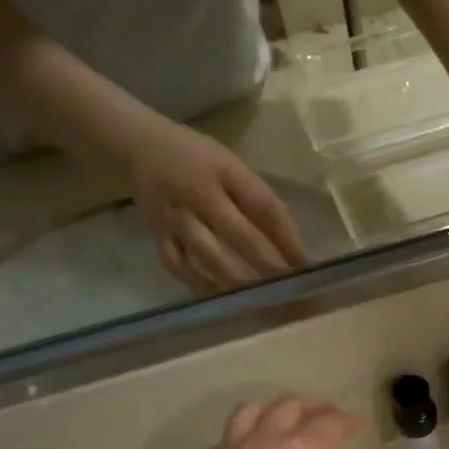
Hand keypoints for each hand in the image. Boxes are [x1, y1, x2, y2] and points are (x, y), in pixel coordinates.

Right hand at [126, 123, 310, 292]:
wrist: (140, 143)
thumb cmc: (198, 156)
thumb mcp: (232, 165)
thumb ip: (255, 198)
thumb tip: (287, 242)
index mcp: (226, 172)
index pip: (265, 207)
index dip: (289, 238)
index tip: (308, 266)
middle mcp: (201, 196)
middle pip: (241, 237)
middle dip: (270, 268)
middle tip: (292, 294)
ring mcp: (177, 217)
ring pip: (211, 257)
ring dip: (239, 283)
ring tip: (263, 304)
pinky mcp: (158, 233)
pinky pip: (179, 265)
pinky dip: (200, 285)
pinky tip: (221, 302)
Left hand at [182, 397, 382, 448]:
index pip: (331, 422)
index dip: (349, 420)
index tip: (359, 425)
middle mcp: (266, 442)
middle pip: (290, 407)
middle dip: (314, 406)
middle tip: (329, 416)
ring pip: (250, 412)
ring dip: (274, 409)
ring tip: (286, 420)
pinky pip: (225, 440)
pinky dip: (243, 435)